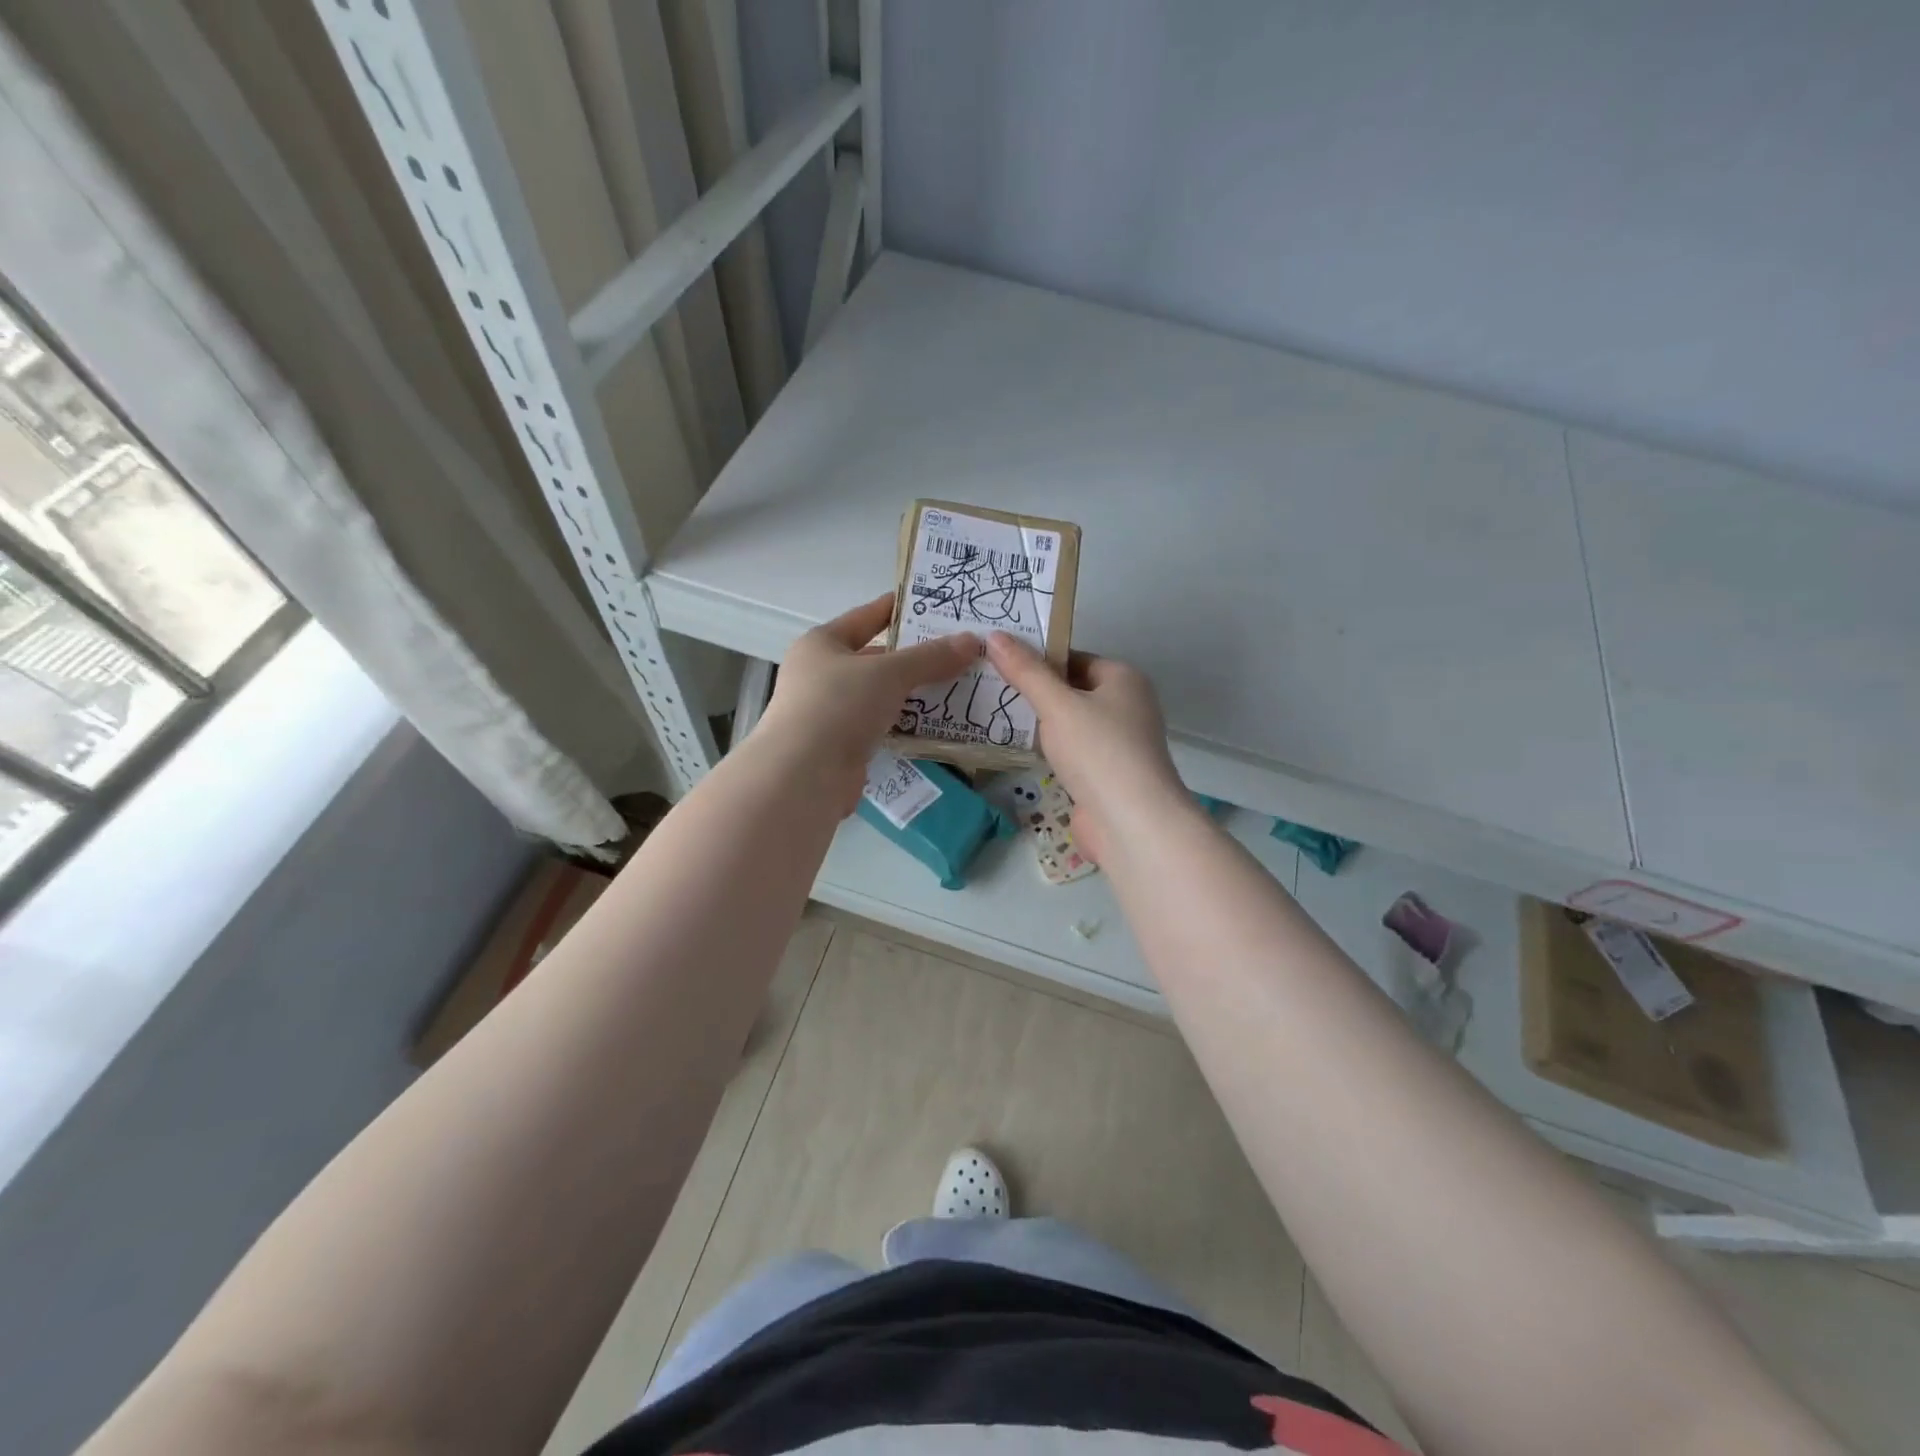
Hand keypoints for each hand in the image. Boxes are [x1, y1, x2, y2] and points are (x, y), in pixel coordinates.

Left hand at [759, 594, 978, 811]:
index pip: (866, 617)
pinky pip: (882, 727)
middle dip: (916, 657)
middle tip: (959, 651)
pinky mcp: (842, 746)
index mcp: (822, 644)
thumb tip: (971, 640)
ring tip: (958, 686)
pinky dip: (906, 725)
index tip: (933, 603)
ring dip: (914, 693)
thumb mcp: (888, 673)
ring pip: (881, 696)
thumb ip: (930, 657)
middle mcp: (822, 674)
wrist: (803, 776)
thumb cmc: (839, 706)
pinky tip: (938, 724)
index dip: (898, 608)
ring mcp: (830, 712)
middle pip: (876, 659)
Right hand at [984, 632, 1189, 864]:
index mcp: (1123, 679)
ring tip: (994, 715)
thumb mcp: (1057, 705)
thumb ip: (1025, 672)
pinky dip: (1048, 751)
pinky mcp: (1107, 776)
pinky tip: (1017, 750)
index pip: (1074, 658)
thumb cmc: (1098, 751)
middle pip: (1072, 690)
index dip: (1038, 659)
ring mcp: (1118, 744)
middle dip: (1035, 692)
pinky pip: (1071, 753)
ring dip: (1040, 725)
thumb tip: (994, 635)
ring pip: (1070, 724)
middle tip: (988, 687)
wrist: (1131, 823)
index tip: (998, 661)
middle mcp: (1126, 706)